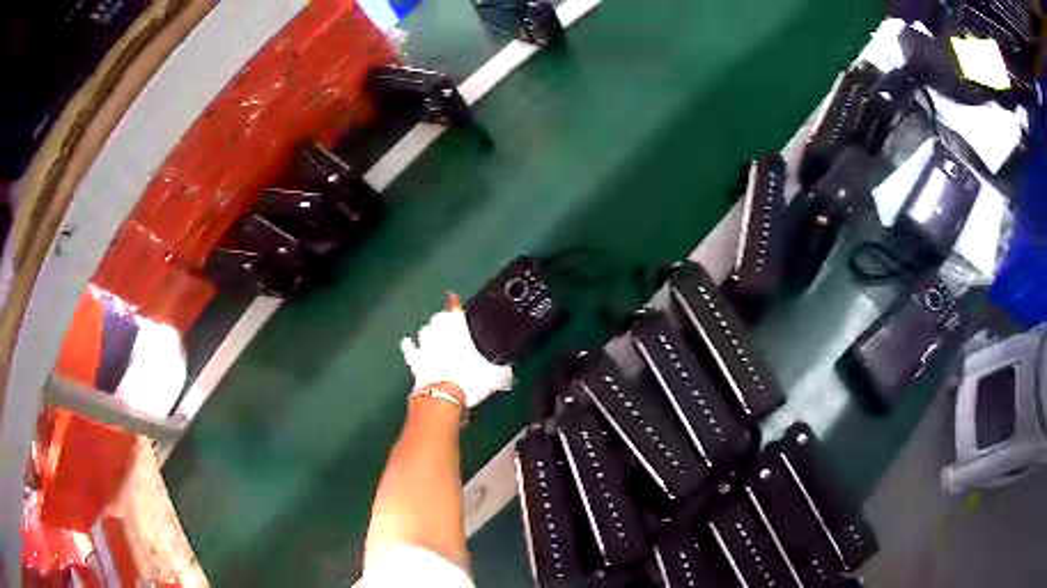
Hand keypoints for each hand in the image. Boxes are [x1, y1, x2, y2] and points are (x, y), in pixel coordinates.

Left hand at [400, 294, 513, 407]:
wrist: (443, 397)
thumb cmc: (471, 380)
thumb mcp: (495, 376)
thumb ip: (501, 371)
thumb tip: (508, 374)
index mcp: (460, 332)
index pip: (456, 311)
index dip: (454, 304)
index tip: (452, 297)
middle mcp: (440, 335)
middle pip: (438, 319)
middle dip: (442, 318)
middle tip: (447, 320)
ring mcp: (425, 347)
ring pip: (424, 331)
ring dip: (428, 330)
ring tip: (431, 331)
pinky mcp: (415, 362)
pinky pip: (410, 349)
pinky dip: (410, 345)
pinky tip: (408, 342)